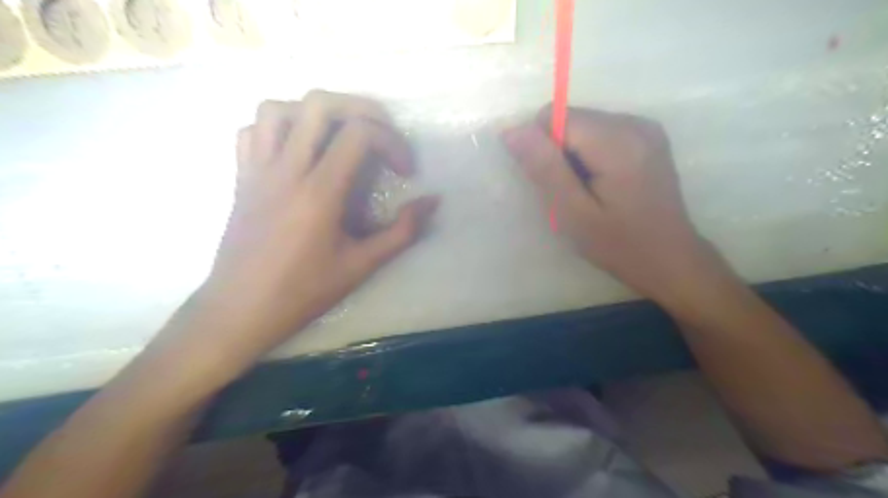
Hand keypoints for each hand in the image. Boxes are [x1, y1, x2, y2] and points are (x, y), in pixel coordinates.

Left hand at [190, 90, 435, 364]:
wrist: (240, 310)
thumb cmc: (303, 292)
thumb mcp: (361, 266)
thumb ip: (402, 232)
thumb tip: (432, 202)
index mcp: (319, 192)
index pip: (359, 133)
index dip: (392, 142)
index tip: (405, 171)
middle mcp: (286, 169)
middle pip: (319, 104)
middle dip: (361, 108)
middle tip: (381, 134)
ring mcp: (257, 169)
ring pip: (279, 108)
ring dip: (315, 113)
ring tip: (338, 137)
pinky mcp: (241, 178)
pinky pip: (252, 131)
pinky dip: (278, 127)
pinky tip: (298, 151)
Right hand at [498, 106, 719, 305]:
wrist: (670, 260)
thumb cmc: (619, 244)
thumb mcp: (573, 213)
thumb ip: (544, 168)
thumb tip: (512, 130)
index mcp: (617, 141)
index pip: (554, 117)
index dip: (543, 149)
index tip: (556, 184)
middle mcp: (634, 122)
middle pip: (570, 119)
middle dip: (559, 153)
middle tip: (573, 193)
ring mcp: (645, 127)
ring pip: (582, 125)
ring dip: (573, 155)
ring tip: (589, 191)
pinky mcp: (647, 136)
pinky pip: (599, 132)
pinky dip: (590, 155)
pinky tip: (603, 184)